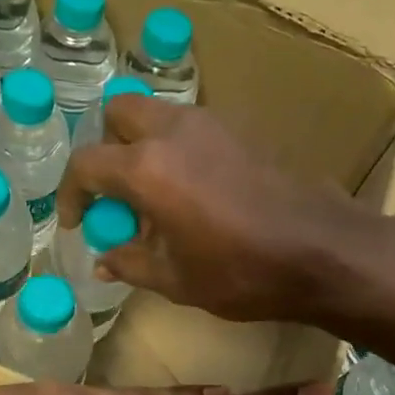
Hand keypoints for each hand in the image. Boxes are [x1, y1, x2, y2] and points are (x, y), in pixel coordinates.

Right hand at [57, 96, 368, 322]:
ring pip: (157, 115)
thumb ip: (132, 264)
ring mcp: (212, 124)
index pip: (85, 164)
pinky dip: (177, 148)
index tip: (78, 223)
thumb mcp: (178, 281)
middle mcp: (173, 132)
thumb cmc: (244, 272)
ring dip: (142, 146)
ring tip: (155, 196)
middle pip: (118, 114)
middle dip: (105, 149)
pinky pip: (192, 127)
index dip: (70, 194)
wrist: (324, 250)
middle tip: (116, 194)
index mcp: (147, 169)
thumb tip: (104, 260)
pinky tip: (194, 191)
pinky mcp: (242, 129)